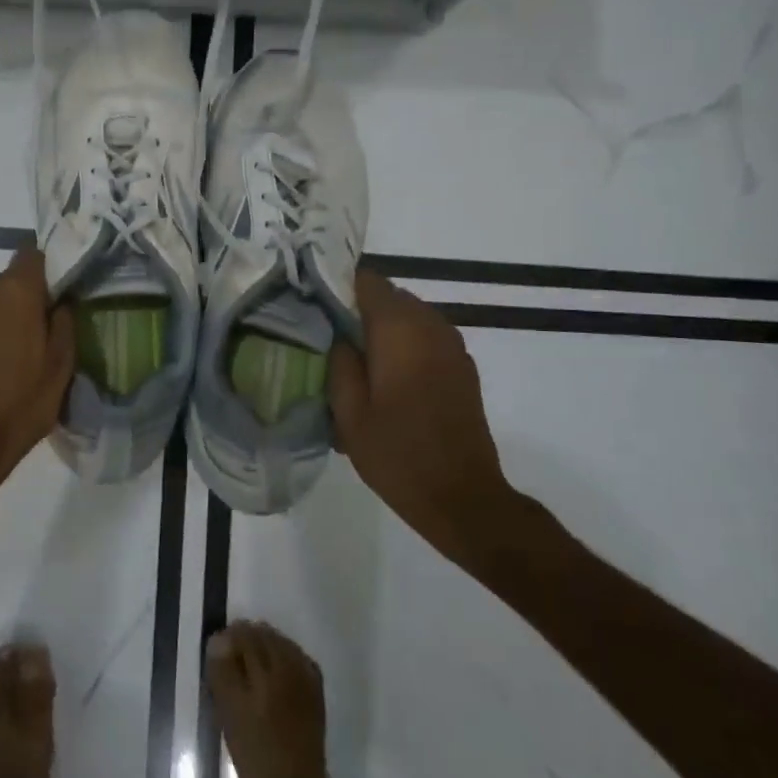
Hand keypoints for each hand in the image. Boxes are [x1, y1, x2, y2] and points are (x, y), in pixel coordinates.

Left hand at [0, 248, 75, 498]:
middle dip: (21, 301)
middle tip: (35, 334)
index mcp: (15, 290)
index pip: (34, 255)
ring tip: (7, 354)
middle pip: (7, 282)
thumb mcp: (60, 369)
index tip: (57, 296)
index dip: (47, 272)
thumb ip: (65, 325)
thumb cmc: (18, 405)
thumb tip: (61, 303)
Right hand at [327, 269, 525, 567]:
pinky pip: (426, 337)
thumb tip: (338, 334)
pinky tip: (387, 377)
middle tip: (330, 336)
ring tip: (356, 359)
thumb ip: (339, 362)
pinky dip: (405, 344)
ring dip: (383, 328)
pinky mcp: (462, 366)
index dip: (338, 286)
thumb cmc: (397, 454)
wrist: (462, 497)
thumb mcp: (349, 413)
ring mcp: (452, 345)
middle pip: (389, 296)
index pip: (367, 280)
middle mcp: (431, 325)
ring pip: (409, 316)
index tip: (316, 303)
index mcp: (399, 330)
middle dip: (359, 308)